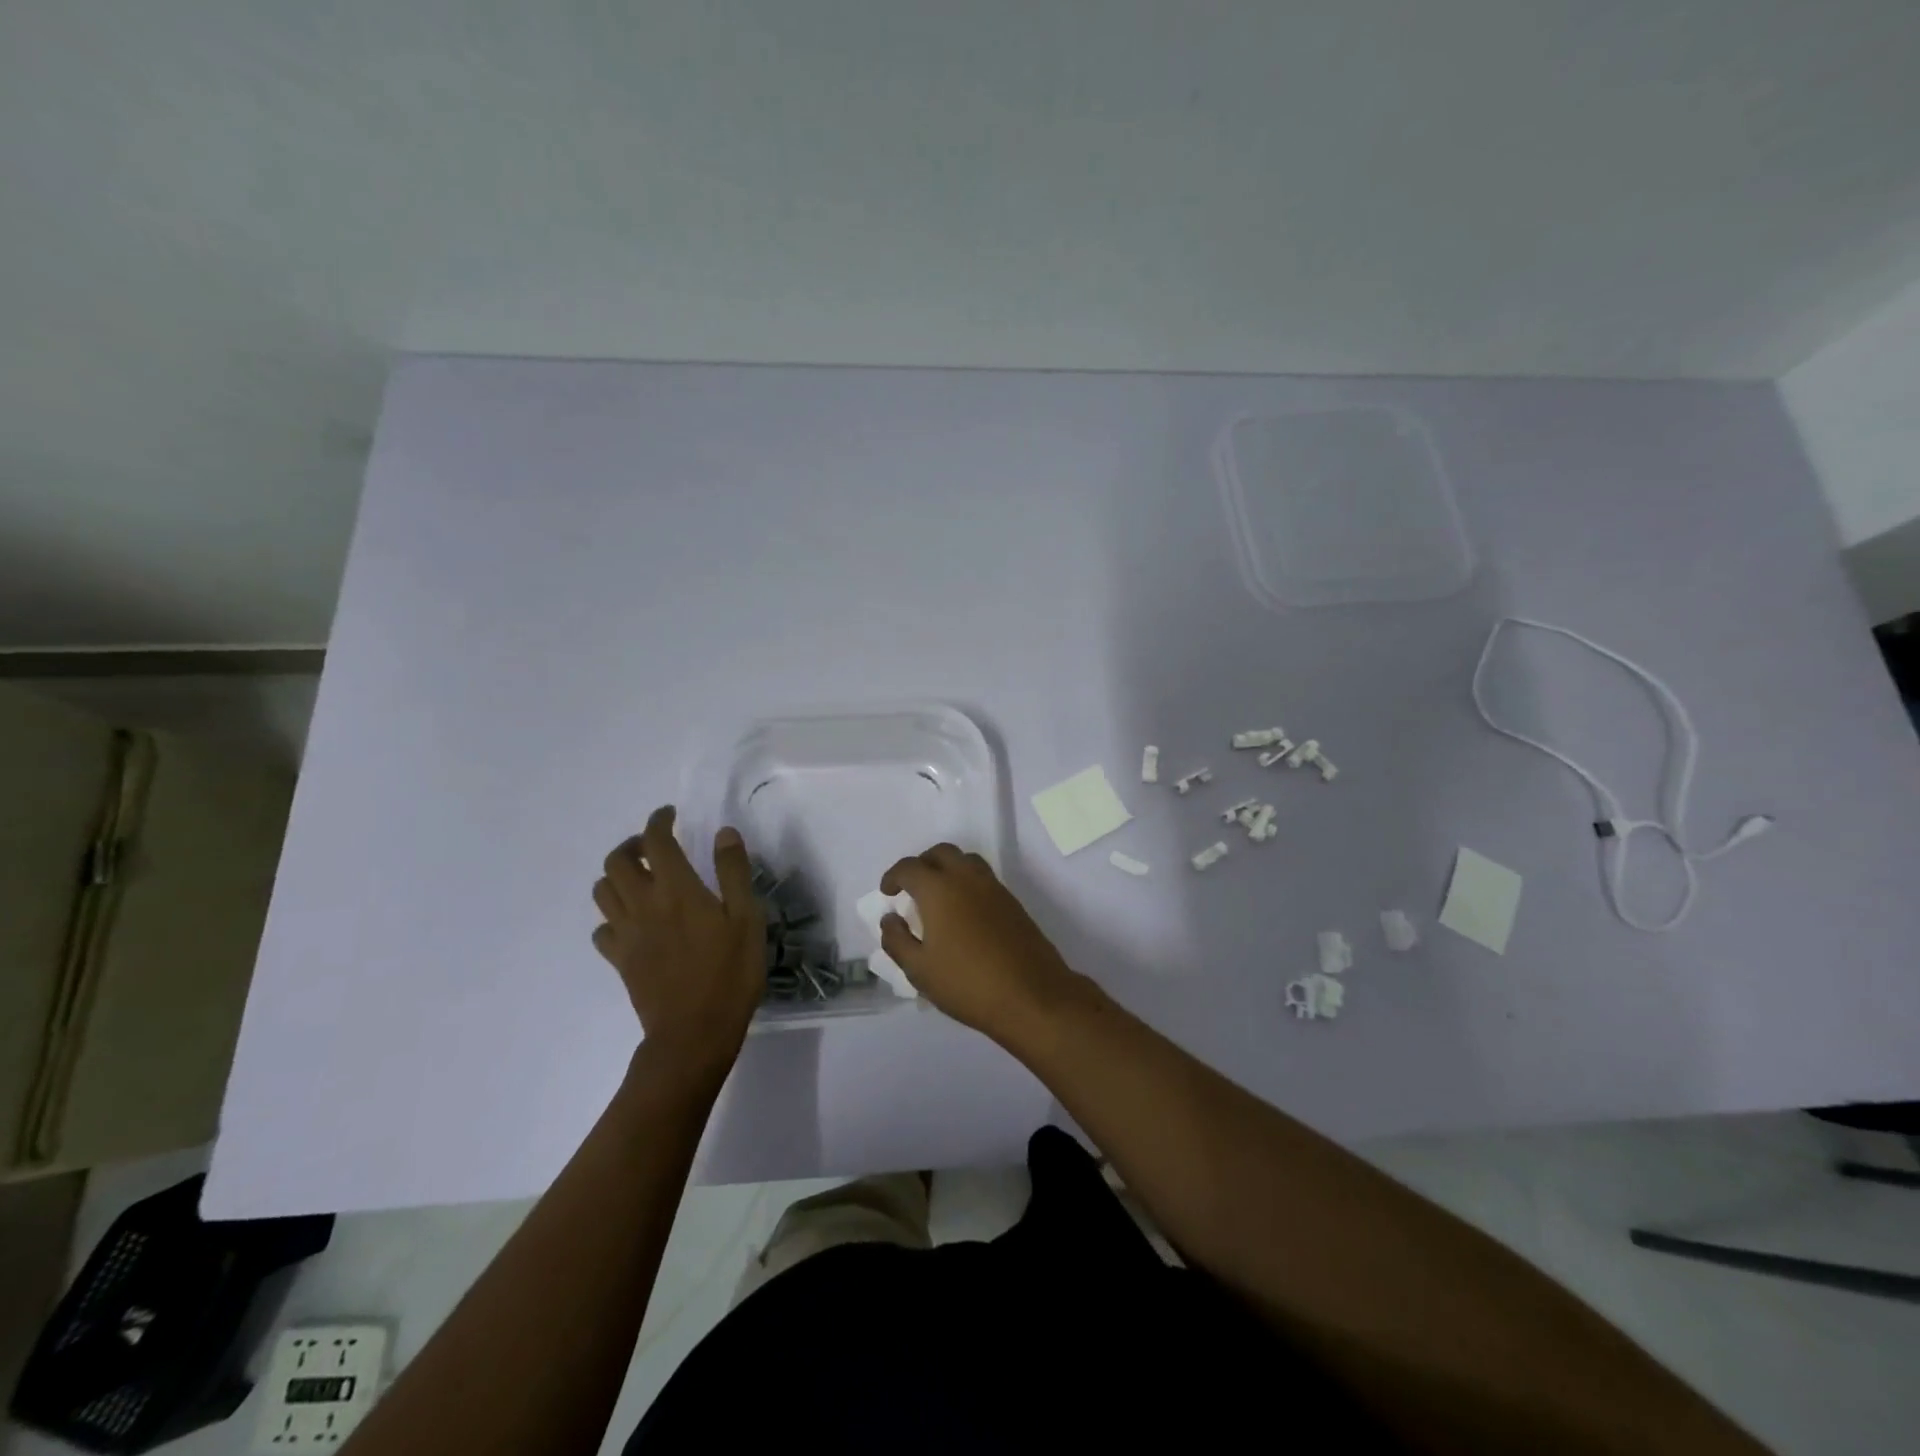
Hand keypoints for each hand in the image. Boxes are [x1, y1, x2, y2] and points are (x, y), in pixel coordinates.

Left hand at [593, 806, 764, 1081]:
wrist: (694, 1033)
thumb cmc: (730, 972)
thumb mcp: (747, 918)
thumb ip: (733, 872)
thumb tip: (723, 833)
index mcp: (676, 889)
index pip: (656, 841)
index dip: (659, 821)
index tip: (670, 814)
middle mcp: (643, 904)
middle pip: (615, 862)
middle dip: (632, 845)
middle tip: (655, 847)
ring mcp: (626, 934)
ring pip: (602, 892)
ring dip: (617, 876)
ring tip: (642, 879)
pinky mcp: (620, 960)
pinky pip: (602, 930)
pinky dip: (613, 917)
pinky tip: (634, 922)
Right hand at [878, 844, 1083, 1044]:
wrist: (1031, 995)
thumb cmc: (967, 983)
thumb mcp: (919, 970)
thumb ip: (897, 940)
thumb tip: (890, 919)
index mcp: (939, 889)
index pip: (909, 867)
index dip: (893, 876)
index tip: (887, 893)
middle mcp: (966, 878)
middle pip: (941, 853)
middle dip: (922, 864)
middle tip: (911, 888)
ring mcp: (993, 887)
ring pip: (966, 860)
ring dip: (947, 868)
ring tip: (938, 895)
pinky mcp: (1012, 901)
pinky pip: (983, 877)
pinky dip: (966, 882)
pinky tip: (963, 912)